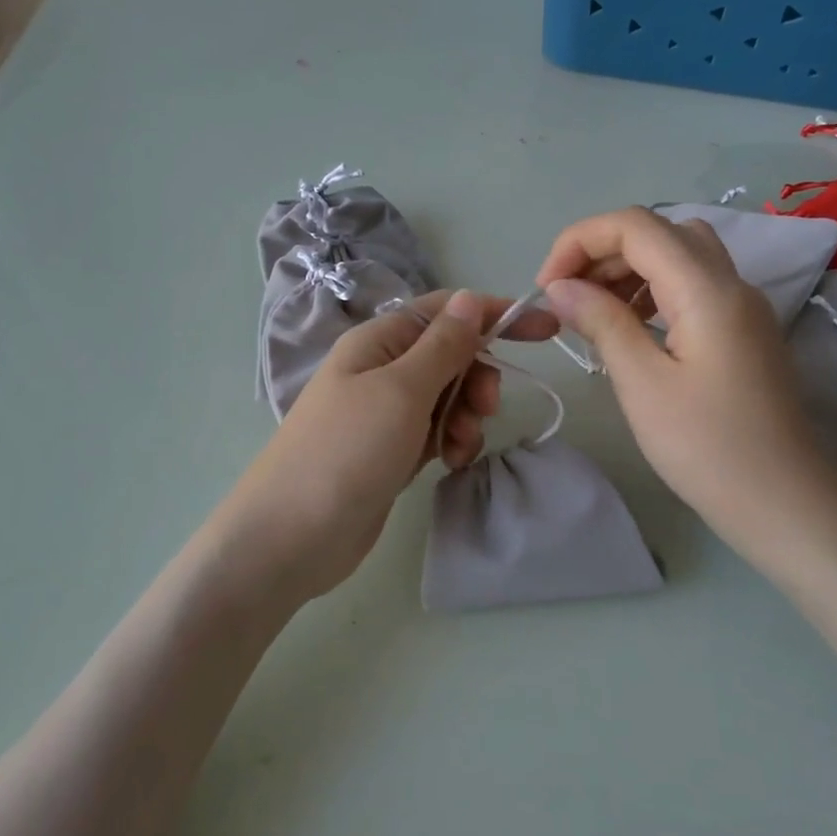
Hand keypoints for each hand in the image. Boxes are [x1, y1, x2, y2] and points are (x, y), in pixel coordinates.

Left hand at [214, 289, 556, 605]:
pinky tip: (451, 463)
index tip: (545, 330)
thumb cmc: (347, 451)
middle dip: (476, 377)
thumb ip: (442, 346)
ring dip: (465, 416)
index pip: (446, 312)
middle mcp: (380, 370)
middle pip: (449, 355)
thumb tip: (470, 299)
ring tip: (460, 446)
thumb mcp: (401, 390)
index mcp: (378, 342)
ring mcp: (384, 414)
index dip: (494, 315)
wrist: (291, 536)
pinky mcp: (389, 452)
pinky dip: (450, 442)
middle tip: (485, 407)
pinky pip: (434, 432)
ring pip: (446, 397)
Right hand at [536, 207, 836, 573]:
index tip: (546, 286)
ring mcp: (742, 306)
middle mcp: (731, 283)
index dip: (580, 241)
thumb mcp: (642, 384)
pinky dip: (651, 291)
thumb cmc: (707, 447)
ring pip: (678, 256)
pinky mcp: (742, 331)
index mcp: (707, 289)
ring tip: (592, 311)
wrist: (783, 503)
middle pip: (659, 232)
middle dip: (602, 252)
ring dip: (627, 270)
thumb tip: (559, 287)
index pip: (636, 226)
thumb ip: (601, 322)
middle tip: (565, 298)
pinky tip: (629, 328)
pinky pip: (692, 286)